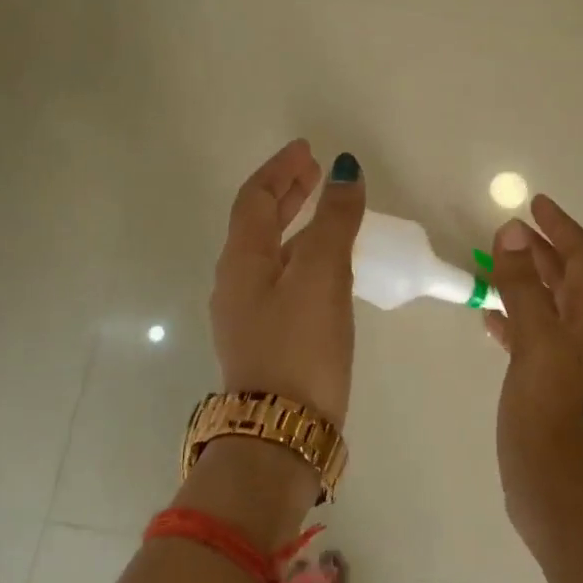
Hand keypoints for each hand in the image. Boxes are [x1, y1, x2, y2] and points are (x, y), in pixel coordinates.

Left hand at [210, 140, 366, 425]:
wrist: (281, 432)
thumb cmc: (300, 346)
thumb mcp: (322, 275)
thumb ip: (335, 222)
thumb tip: (346, 171)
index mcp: (241, 260)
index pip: (255, 198)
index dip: (281, 169)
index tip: (308, 150)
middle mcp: (236, 281)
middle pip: (257, 222)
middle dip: (286, 193)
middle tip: (316, 173)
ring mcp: (247, 313)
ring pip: (270, 252)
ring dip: (295, 224)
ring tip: (327, 213)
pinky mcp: (265, 338)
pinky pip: (280, 279)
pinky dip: (301, 256)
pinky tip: (326, 268)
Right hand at [485, 196, 582, 546]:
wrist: (558, 498)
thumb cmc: (547, 418)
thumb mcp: (535, 346)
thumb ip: (524, 289)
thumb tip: (513, 234)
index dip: (562, 227)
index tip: (535, 203)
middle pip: (572, 281)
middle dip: (544, 250)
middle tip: (510, 230)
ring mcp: (575, 368)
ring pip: (554, 308)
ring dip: (529, 282)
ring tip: (495, 266)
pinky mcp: (555, 390)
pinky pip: (538, 338)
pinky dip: (518, 319)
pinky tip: (491, 322)